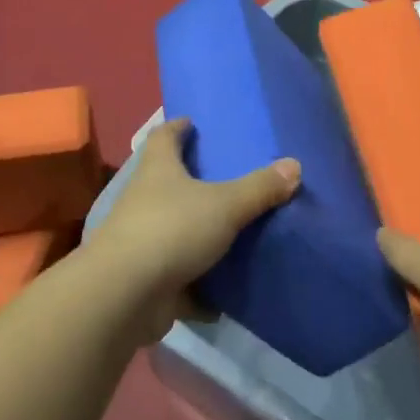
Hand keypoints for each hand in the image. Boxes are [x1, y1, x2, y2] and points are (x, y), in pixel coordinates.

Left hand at [88, 117, 299, 340]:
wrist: (124, 296)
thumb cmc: (171, 230)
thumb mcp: (225, 205)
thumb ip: (259, 187)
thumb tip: (295, 165)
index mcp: (158, 170)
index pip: (163, 137)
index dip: (177, 128)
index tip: (192, 122)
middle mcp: (144, 200)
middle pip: (166, 182)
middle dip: (191, 179)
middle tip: (225, 177)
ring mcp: (141, 241)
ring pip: (173, 230)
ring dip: (196, 233)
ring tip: (231, 231)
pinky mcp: (146, 280)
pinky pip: (178, 279)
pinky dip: (198, 286)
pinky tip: (223, 293)